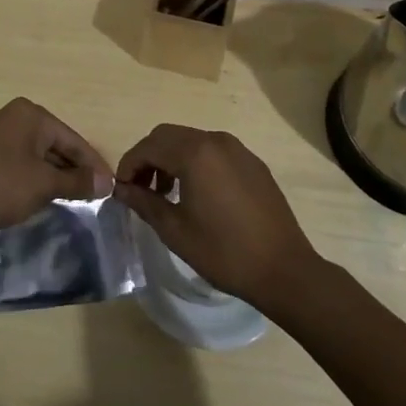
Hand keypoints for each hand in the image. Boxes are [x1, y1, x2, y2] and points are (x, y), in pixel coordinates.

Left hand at [0, 98, 113, 238]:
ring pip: (39, 156)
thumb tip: (107, 182)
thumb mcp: (43, 185)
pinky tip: (46, 198)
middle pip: (56, 145)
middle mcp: (15, 118)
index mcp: (31, 115)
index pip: (73, 139)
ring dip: (56, 177)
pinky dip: (36, 179)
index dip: (94, 165)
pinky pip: (22, 164)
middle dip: (75, 170)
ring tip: (76, 200)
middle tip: (96, 196)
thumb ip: (76, 181)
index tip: (112, 188)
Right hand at [113, 124, 321, 309]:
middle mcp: (215, 140)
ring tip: (166, 193)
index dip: (129, 164)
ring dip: (171, 158)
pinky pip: (214, 151)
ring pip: (191, 140)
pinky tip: (197, 194)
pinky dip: (195, 162)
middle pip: (168, 136)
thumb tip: (121, 189)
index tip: (121, 189)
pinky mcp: (252, 162)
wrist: (284, 270)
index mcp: (195, 154)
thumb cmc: (224, 252)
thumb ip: (144, 203)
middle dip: (148, 158)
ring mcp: (238, 149)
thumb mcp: (176, 231)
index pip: (149, 146)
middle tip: (140, 189)